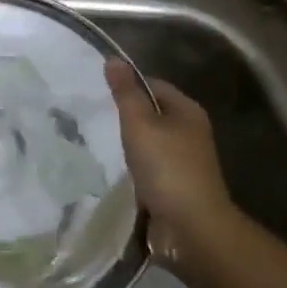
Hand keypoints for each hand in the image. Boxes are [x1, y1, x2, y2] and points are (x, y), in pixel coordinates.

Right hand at [105, 60, 241, 276]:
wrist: (191, 228)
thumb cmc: (166, 168)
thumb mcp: (140, 124)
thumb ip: (125, 93)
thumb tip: (113, 59)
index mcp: (187, 111)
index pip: (153, 85)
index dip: (128, 86)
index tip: (100, 94)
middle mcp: (191, 132)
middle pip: (152, 113)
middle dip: (127, 116)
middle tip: (95, 118)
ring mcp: (186, 161)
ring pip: (150, 142)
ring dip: (129, 145)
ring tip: (100, 145)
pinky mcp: (177, 186)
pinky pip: (150, 167)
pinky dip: (134, 168)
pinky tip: (116, 172)